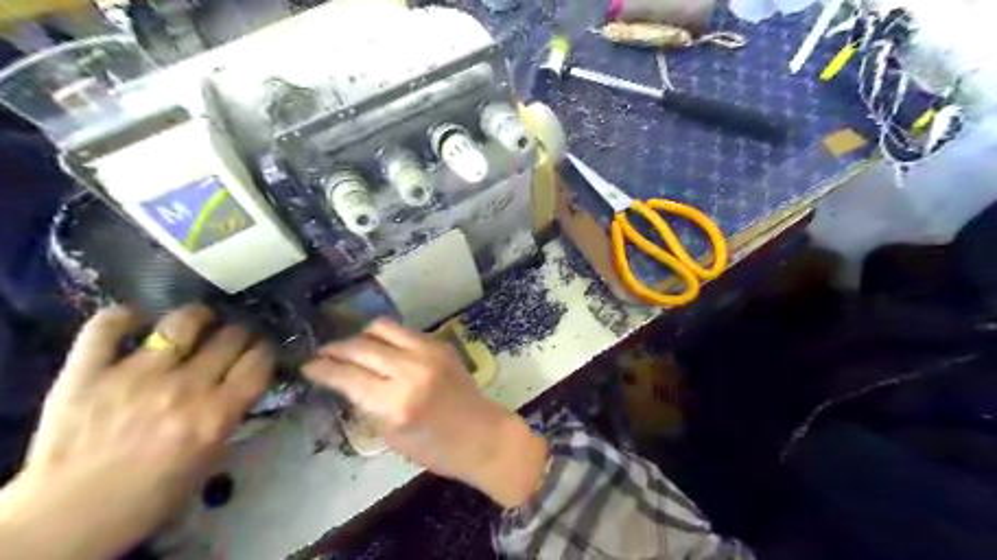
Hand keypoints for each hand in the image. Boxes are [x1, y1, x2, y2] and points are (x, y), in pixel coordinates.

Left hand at [0, 307, 271, 558]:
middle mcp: (185, 387)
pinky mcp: (88, 372)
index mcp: (216, 413)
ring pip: (183, 322)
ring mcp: (135, 375)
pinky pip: (108, 325)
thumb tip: (242, 382)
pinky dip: (125, 317)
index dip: (266, 351)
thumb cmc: (151, 494)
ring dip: (199, 317)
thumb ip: (230, 414)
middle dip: (240, 334)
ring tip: (198, 321)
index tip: (260, 353)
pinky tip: (137, 321)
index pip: (259, 361)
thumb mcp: (210, 456)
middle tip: (233, 340)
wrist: (68, 517)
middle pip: (231, 336)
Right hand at [304, 318, 553, 507]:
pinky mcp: (441, 343)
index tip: (306, 366)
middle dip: (336, 349)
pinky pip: (404, 331)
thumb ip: (367, 403)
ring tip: (351, 348)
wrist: (482, 434)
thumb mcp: (391, 434)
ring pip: (382, 328)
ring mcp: (429, 351)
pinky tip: (380, 348)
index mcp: (396, 402)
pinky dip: (386, 337)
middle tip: (322, 355)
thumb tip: (344, 380)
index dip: (322, 369)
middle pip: (361, 346)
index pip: (347, 376)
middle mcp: (411, 369)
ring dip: (361, 336)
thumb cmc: (435, 448)